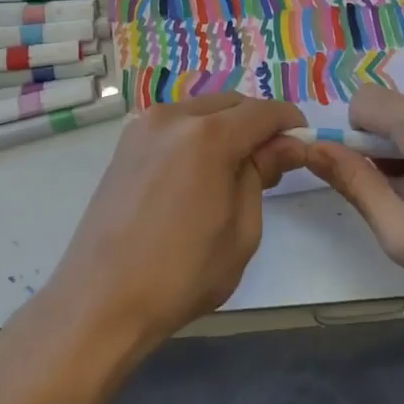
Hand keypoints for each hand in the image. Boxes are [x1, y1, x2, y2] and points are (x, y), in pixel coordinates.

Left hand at [43, 95, 307, 355]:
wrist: (101, 299)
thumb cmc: (181, 275)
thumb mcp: (241, 231)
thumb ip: (261, 175)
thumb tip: (284, 146)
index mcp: (207, 136)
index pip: (263, 112)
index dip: (289, 123)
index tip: (302, 144)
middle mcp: (173, 116)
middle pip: (231, 104)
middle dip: (256, 124)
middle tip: (269, 164)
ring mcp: (143, 126)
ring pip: (201, 110)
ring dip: (225, 127)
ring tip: (233, 171)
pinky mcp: (126, 143)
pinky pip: (175, 125)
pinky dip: (196, 135)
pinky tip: (198, 173)